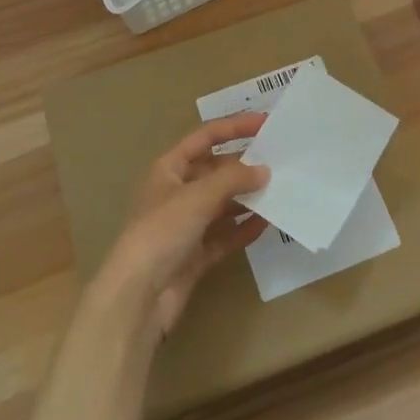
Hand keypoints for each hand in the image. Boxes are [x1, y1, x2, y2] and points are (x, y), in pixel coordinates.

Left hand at [97, 113, 270, 338]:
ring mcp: (186, 225)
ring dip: (248, 198)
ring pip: (223, 204)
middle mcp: (176, 193)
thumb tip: (264, 171)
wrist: (138, 295)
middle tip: (280, 161)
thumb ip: (233, 179)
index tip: (265, 124)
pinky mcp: (195, 254)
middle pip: (216, 171)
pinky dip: (244, 228)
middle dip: (245, 166)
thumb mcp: (198, 196)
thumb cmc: (162, 232)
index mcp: (168, 169)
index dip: (233, 127)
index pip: (204, 138)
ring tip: (281, 191)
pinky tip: (268, 223)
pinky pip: (225, 234)